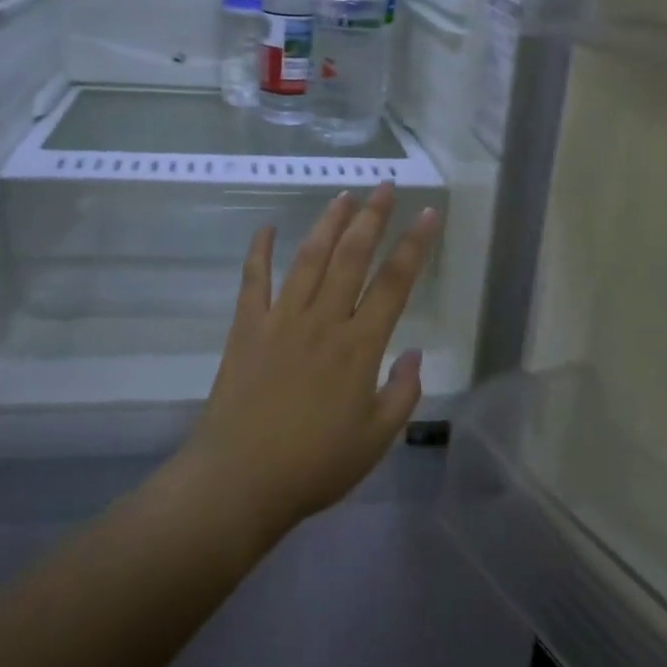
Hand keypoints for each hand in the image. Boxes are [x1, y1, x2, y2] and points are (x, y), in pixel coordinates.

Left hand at [180, 182, 441, 543]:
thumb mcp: (375, 439)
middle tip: (385, 187)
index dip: (414, 245)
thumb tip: (416, 353)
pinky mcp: (247, 327)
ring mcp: (281, 319)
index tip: (427, 214)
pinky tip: (265, 228)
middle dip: (371, 217)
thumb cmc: (314, 466)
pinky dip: (259, 251)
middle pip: (352, 256)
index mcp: (359, 347)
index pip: (395, 283)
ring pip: (309, 259)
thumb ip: (401, 393)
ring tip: (342, 196)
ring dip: (327, 224)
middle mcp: (322, 321)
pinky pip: (254, 280)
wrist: (240, 479)